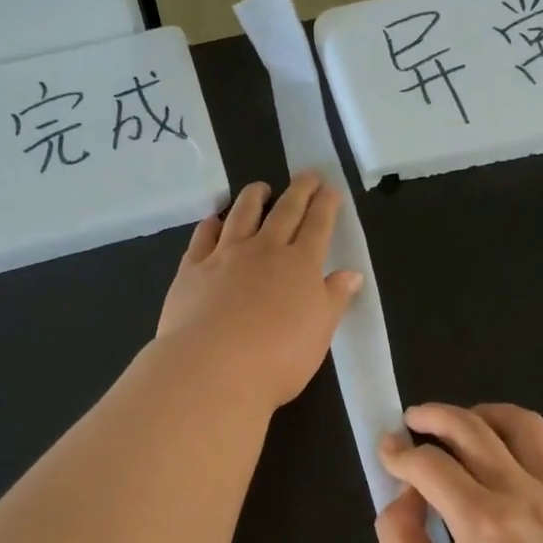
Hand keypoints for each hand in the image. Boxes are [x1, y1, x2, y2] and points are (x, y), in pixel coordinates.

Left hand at [156, 172, 362, 411]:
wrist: (212, 368)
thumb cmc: (277, 359)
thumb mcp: (319, 334)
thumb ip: (334, 300)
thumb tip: (350, 274)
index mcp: (300, 266)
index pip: (318, 226)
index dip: (326, 205)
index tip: (330, 189)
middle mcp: (264, 251)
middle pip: (285, 211)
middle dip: (299, 189)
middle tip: (307, 174)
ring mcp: (225, 256)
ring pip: (242, 215)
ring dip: (254, 196)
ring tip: (261, 187)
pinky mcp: (192, 269)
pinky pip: (203, 237)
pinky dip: (212, 223)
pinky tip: (215, 219)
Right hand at [376, 403, 542, 542]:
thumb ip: (397, 532)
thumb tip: (406, 491)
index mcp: (482, 522)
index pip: (430, 465)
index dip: (399, 452)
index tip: (385, 451)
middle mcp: (526, 499)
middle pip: (474, 430)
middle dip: (435, 417)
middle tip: (413, 420)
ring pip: (528, 427)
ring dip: (489, 416)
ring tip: (467, 426)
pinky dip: (542, 441)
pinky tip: (519, 452)